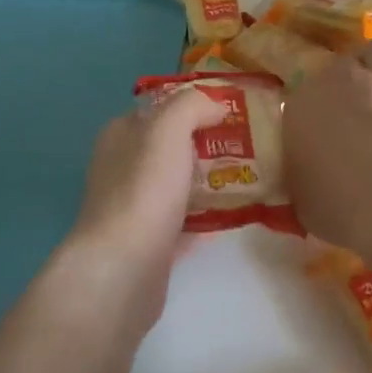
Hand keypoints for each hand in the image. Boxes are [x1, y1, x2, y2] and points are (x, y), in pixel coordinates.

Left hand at [60, 84, 227, 332]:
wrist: (125, 267)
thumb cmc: (145, 189)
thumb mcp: (169, 128)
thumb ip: (192, 105)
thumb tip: (216, 105)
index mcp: (120, 136)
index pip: (158, 109)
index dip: (192, 106)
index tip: (231, 111)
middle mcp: (121, 168)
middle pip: (170, 148)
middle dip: (206, 144)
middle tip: (251, 145)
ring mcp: (133, 208)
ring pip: (178, 185)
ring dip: (209, 181)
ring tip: (251, 177)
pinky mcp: (149, 244)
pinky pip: (184, 223)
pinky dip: (207, 218)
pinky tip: (235, 215)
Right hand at [283, 33, 371, 254]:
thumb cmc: (344, 210)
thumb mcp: (304, 202)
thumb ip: (302, 178)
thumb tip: (306, 177)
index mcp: (304, 106)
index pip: (303, 95)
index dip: (314, 109)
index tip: (321, 125)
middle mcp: (342, 81)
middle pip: (341, 66)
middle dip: (346, 79)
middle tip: (353, 101)